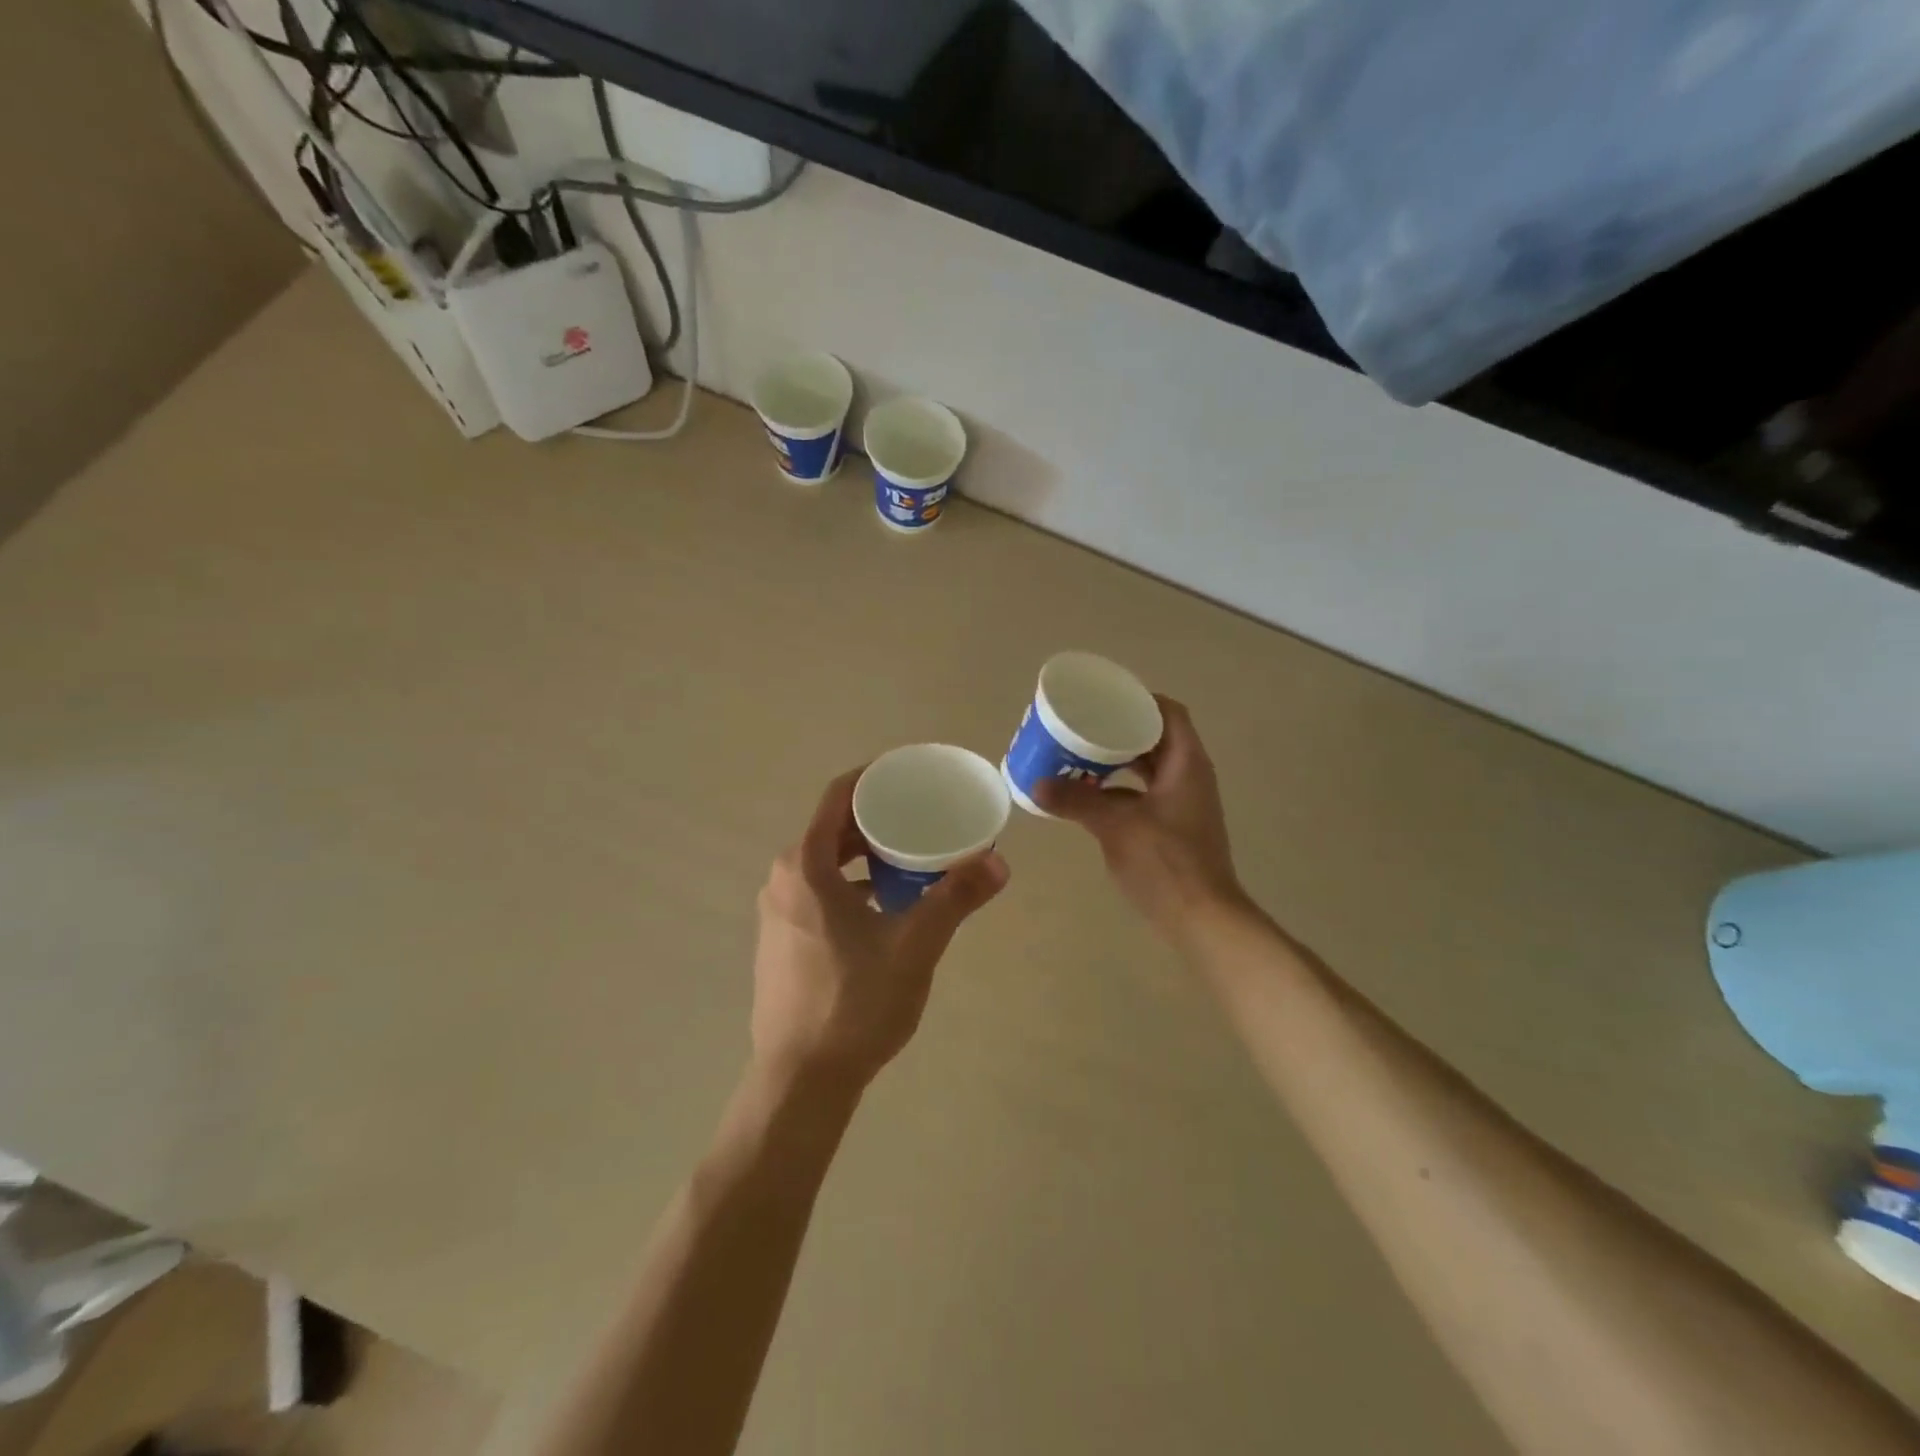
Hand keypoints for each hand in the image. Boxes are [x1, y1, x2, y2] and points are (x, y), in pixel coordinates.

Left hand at [752, 769, 1008, 1088]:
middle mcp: (783, 880)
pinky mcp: (781, 941)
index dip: (873, 777)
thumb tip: (999, 863)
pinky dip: (851, 883)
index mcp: (805, 866)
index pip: (837, 797)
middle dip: (876, 818)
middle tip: (922, 816)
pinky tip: (885, 904)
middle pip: (832, 829)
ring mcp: (777, 912)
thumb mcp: (914, 946)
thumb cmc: (854, 1003)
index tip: (909, 774)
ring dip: (865, 854)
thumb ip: (955, 899)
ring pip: (825, 863)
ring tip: (911, 857)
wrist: (801, 1080)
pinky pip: (818, 891)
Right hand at [1035, 697, 1250, 945]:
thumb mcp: (1117, 826)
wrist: (1201, 918)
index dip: (1138, 700)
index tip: (1102, 699)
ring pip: (1146, 769)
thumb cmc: (1166, 862)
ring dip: (1115, 762)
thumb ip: (1077, 801)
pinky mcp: (1172, 827)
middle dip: (1117, 731)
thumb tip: (1036, 784)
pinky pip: (1142, 794)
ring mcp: (1182, 803)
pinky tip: (1087, 796)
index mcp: (1186, 763)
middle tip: (1080, 727)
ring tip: (1077, 757)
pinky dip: (1118, 790)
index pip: (1167, 712)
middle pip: (1154, 738)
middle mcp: (1188, 776)